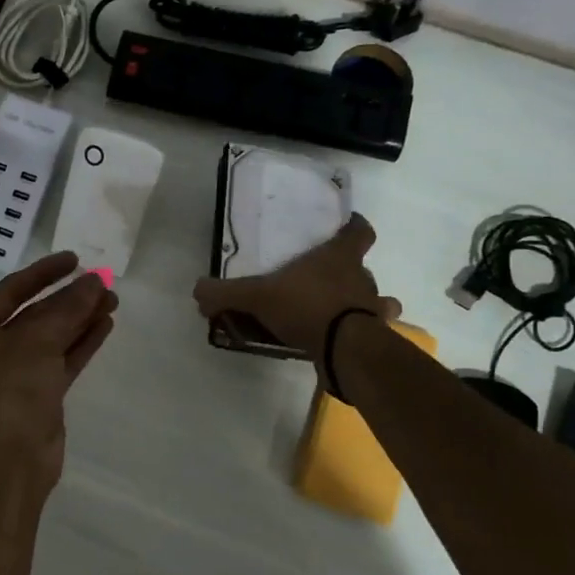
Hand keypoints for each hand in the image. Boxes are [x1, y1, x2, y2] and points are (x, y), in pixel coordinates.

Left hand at [0, 252, 118, 484]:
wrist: (13, 459)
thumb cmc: (11, 389)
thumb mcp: (37, 340)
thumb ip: (67, 307)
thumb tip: (94, 280)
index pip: (10, 291)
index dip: (43, 273)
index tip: (74, 259)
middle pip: (35, 314)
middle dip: (69, 298)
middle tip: (103, 282)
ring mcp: (16, 374)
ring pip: (53, 337)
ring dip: (81, 318)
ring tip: (112, 299)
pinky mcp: (40, 394)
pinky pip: (62, 359)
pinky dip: (82, 342)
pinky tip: (105, 324)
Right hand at [192, 214, 397, 370]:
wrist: (344, 349)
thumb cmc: (307, 305)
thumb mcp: (257, 296)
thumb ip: (227, 293)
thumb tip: (198, 291)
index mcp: (340, 257)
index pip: (360, 231)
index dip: (355, 226)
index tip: (347, 224)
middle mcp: (362, 279)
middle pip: (364, 269)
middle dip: (351, 273)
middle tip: (327, 280)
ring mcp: (372, 311)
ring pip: (377, 302)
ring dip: (364, 306)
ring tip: (341, 313)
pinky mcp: (373, 340)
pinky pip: (368, 334)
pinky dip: (358, 336)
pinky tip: (339, 342)